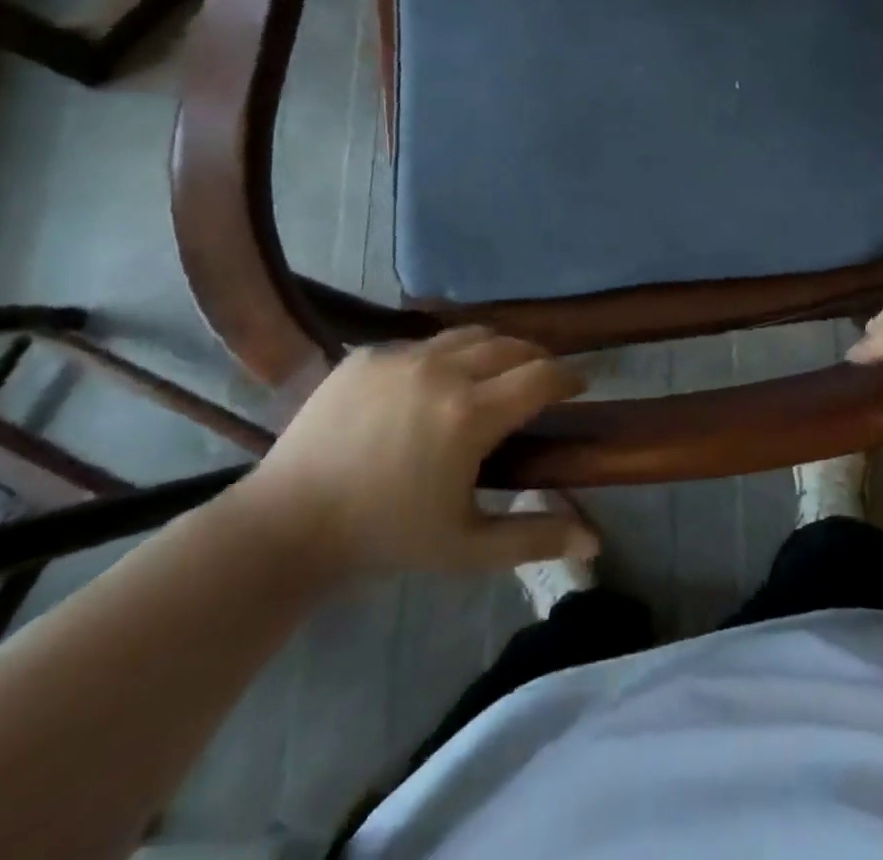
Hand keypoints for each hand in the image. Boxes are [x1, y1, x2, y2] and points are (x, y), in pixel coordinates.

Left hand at [237, 329, 597, 579]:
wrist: (288, 523)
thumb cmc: (386, 536)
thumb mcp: (466, 547)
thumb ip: (533, 537)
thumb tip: (594, 541)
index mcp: (470, 415)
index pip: (542, 375)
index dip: (569, 376)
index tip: (579, 385)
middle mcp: (442, 371)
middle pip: (512, 345)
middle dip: (537, 358)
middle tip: (541, 382)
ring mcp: (402, 357)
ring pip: (469, 334)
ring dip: (495, 349)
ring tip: (495, 373)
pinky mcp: (369, 354)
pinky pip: (423, 343)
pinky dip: (445, 356)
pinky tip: (435, 386)